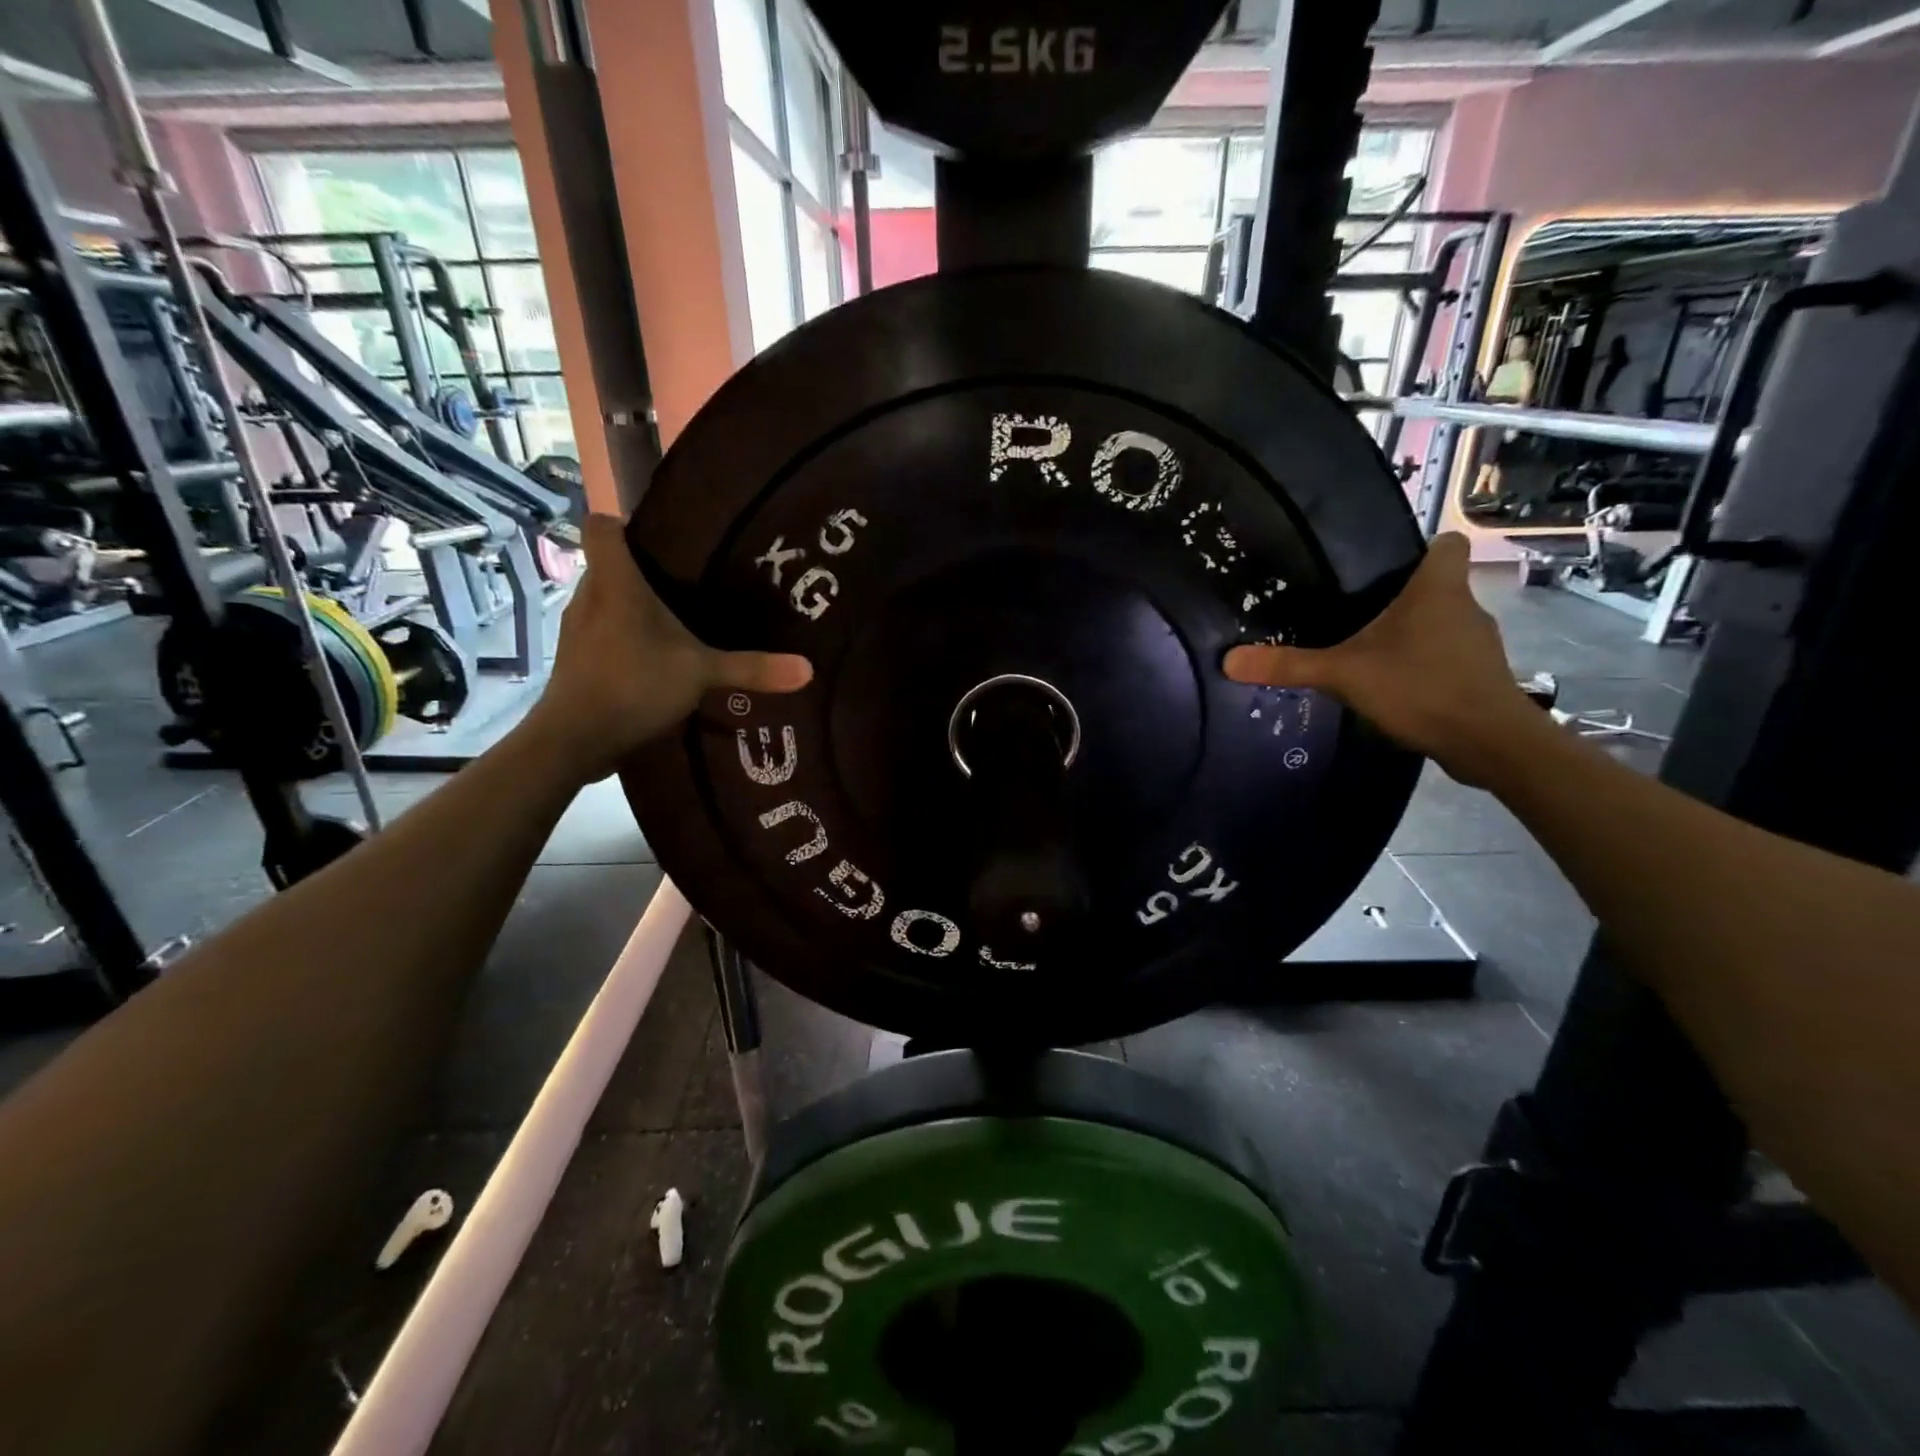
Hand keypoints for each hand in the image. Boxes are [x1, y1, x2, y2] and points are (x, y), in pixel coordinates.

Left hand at [522, 515, 811, 781]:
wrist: (574, 740)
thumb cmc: (634, 685)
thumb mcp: (702, 674)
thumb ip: (753, 667)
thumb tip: (808, 669)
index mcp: (615, 581)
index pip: (601, 525)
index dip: (626, 522)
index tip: (665, 536)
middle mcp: (590, 595)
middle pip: (610, 564)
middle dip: (645, 569)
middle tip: (691, 581)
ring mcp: (577, 628)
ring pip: (606, 600)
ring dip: (635, 607)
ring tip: (679, 620)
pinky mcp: (576, 658)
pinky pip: (603, 631)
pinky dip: (625, 636)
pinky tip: (656, 659)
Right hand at [1223, 533, 1538, 785]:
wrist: (1489, 742)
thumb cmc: (1419, 687)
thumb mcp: (1343, 675)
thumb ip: (1288, 665)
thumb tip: (1228, 659)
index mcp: (1438, 589)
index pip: (1447, 544)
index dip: (1421, 548)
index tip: (1384, 567)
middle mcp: (1466, 607)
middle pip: (1437, 587)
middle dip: (1402, 598)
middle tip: (1356, 613)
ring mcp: (1478, 644)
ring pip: (1443, 624)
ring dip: (1413, 634)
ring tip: (1370, 652)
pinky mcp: (1481, 676)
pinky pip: (1448, 657)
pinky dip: (1425, 665)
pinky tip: (1395, 686)